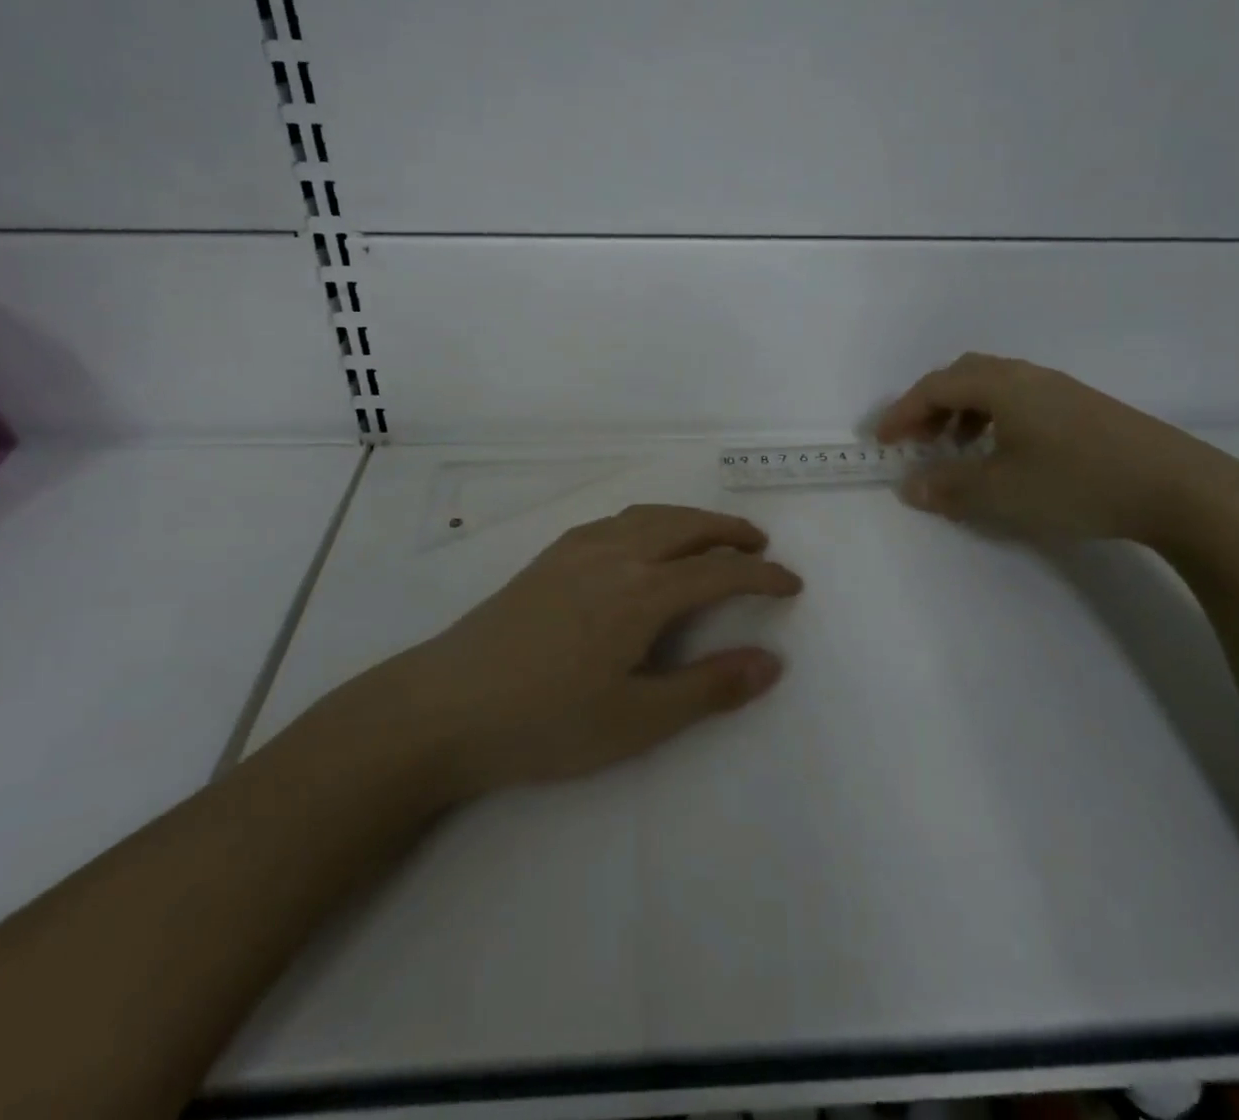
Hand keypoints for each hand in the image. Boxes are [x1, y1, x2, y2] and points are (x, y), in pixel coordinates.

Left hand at [377, 505, 801, 796]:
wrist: (446, 706)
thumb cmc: (546, 722)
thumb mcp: (637, 720)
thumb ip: (708, 688)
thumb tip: (772, 662)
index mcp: (641, 592)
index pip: (719, 572)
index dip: (762, 576)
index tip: (791, 583)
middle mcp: (614, 554)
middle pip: (686, 526)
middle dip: (729, 532)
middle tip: (760, 545)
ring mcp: (576, 549)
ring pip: (649, 516)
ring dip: (690, 521)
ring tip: (711, 538)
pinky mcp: (549, 556)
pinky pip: (617, 521)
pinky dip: (651, 521)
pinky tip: (644, 543)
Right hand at [877, 354, 1238, 545]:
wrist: (1179, 488)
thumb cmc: (1075, 483)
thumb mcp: (999, 491)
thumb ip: (947, 487)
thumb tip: (909, 486)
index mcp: (1000, 385)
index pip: (934, 387)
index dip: (902, 413)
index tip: (881, 441)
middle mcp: (1026, 376)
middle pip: (962, 376)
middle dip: (930, 406)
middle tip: (917, 440)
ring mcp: (1059, 389)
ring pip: (993, 386)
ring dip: (962, 412)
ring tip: (958, 449)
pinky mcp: (1084, 408)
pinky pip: (1019, 400)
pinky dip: (993, 418)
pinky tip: (1005, 453)